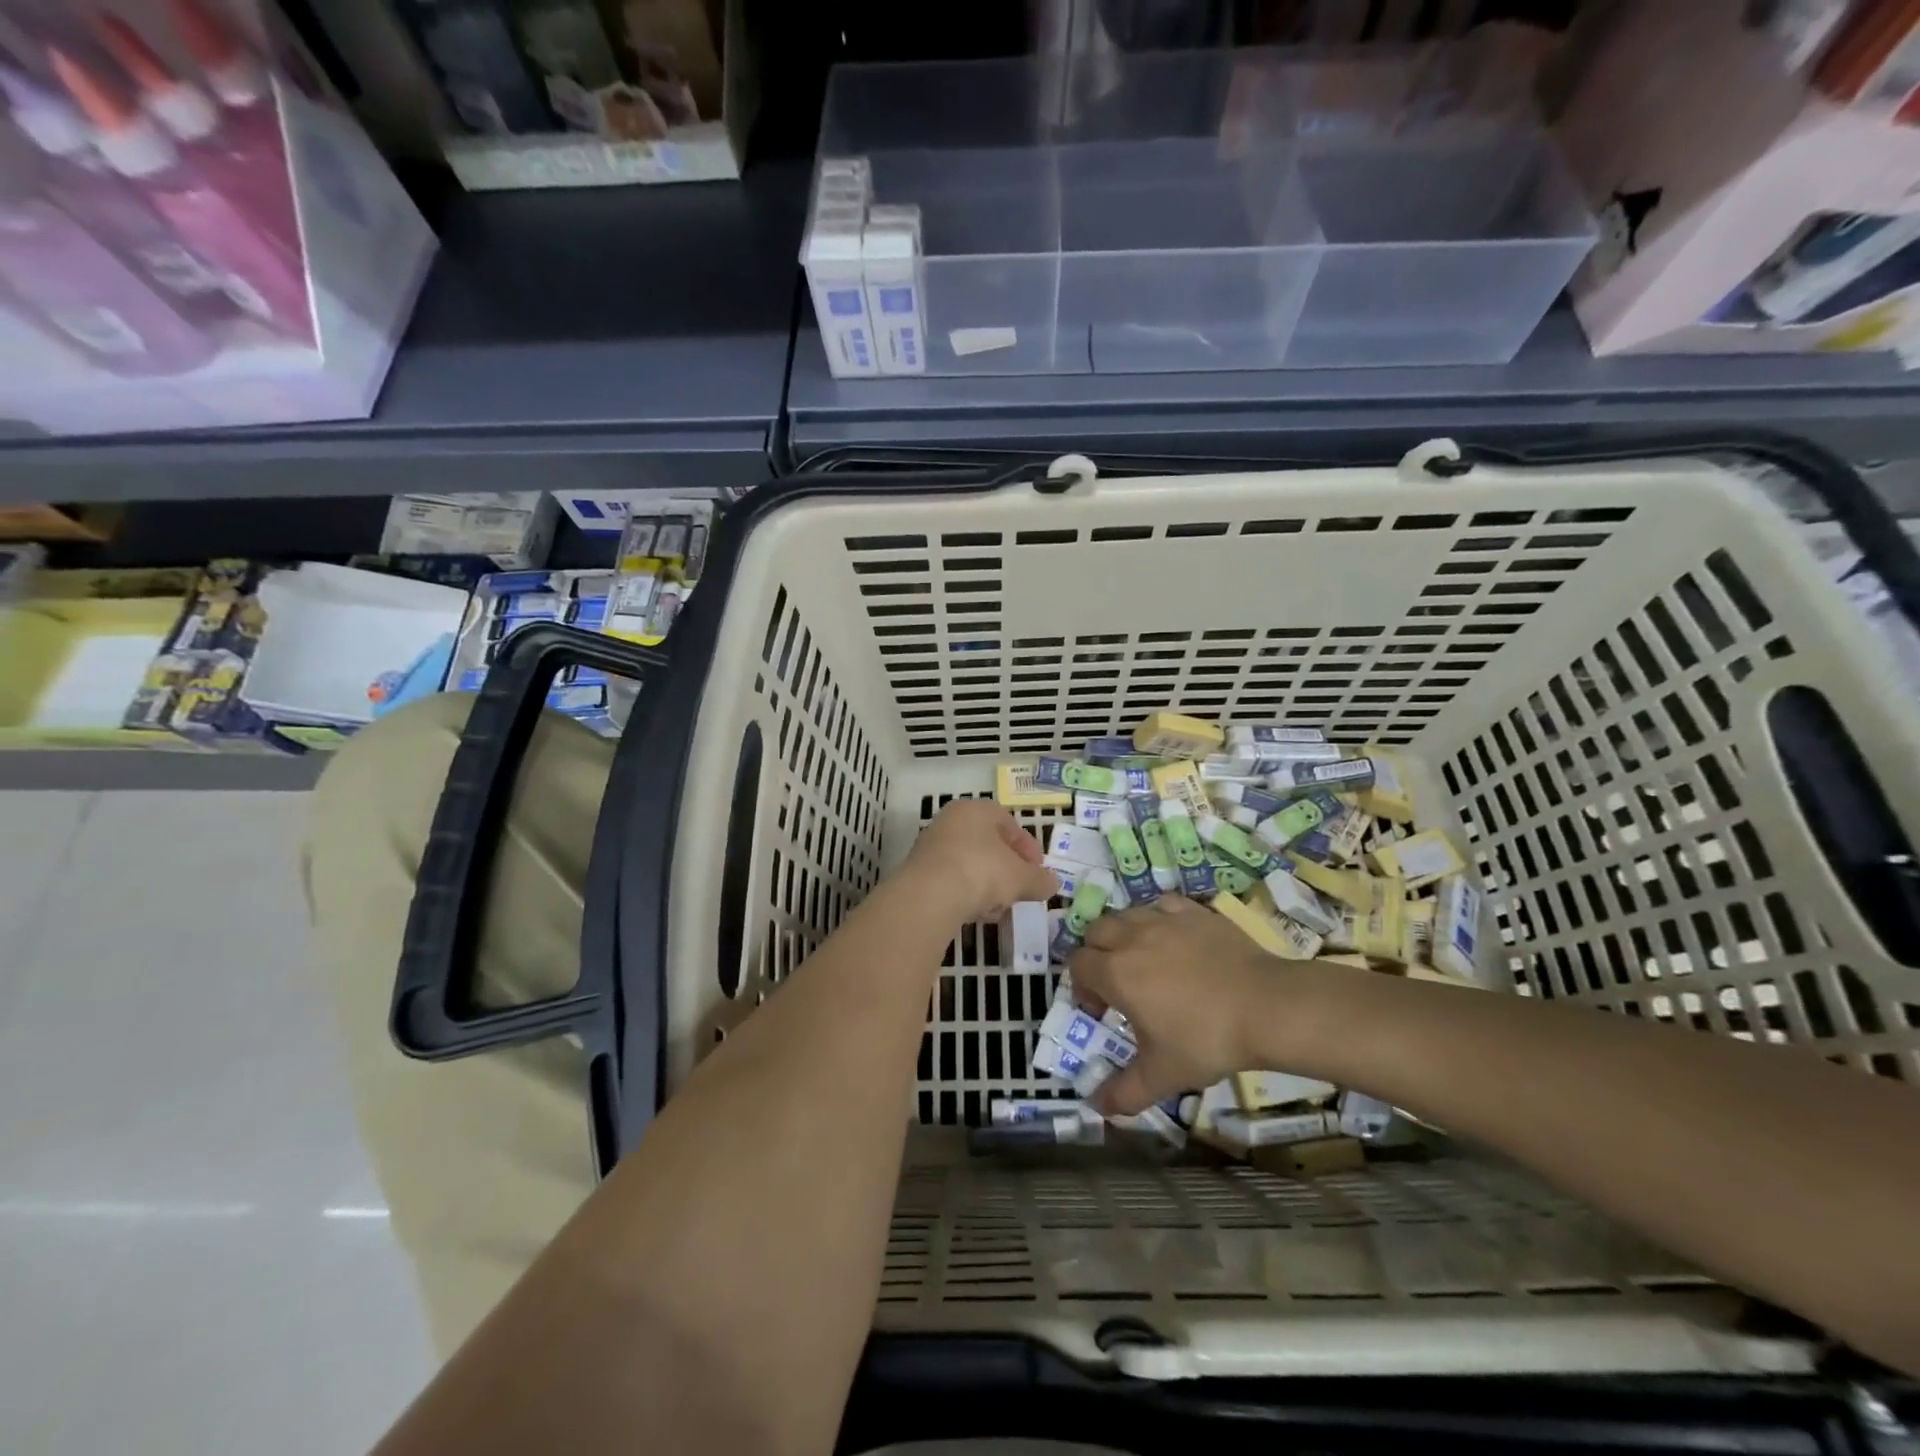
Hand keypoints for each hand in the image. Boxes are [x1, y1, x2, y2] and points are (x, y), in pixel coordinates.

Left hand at [899, 799, 1057, 925]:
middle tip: (1020, 892)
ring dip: (988, 887)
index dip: (1028, 849)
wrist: (930, 895)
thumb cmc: (982, 871)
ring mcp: (932, 846)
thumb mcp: (1021, 877)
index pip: (1009, 823)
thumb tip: (1052, 883)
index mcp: (977, 810)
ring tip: (998, 910)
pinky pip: (952, 881)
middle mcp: (951, 821)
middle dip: (1008, 872)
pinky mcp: (920, 873)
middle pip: (989, 846)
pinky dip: (967, 895)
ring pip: (971, 865)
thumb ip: (1039, 879)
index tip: (1038, 872)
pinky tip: (976, 915)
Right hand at [1068, 897, 1285, 1115]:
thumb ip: (1125, 1092)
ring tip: (1144, 959)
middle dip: (1098, 954)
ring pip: (1126, 914)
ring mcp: (1164, 918)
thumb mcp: (1163, 1074)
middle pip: (1096, 932)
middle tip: (1118, 982)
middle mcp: (1131, 936)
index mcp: (1115, 972)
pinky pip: (1162, 904)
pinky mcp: (1194, 911)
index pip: (1078, 965)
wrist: (1266, 1006)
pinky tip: (1173, 937)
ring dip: (1124, 933)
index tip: (1103, 1010)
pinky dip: (1158, 917)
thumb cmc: (1206, 1039)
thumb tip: (1096, 1106)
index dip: (1083, 987)